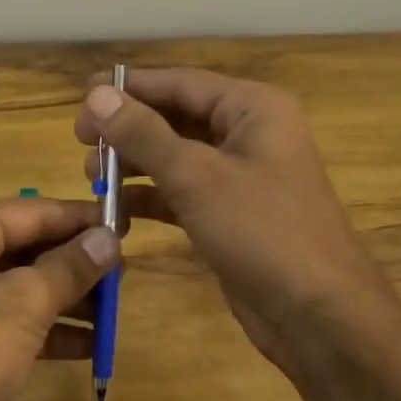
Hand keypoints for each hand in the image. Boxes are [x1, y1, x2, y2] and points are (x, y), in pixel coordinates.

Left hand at [0, 197, 118, 400]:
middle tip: (127, 268)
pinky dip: (49, 330)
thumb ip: (69, 267)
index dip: (80, 218)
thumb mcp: (23, 304)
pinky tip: (90, 345)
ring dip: (68, 297)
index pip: (32, 211)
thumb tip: (110, 236)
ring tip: (115, 305)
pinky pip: (13, 322)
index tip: (126, 223)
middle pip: (27, 246)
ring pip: (23, 285)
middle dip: (75, 261)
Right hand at [75, 68, 399, 374]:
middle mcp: (249, 132)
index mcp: (253, 107)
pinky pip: (183, 191)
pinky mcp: (231, 213)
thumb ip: (143, 133)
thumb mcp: (196, 176)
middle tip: (80, 140)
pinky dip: (151, 196)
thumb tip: (97, 93)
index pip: (180, 82)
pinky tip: (116, 208)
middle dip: (128, 128)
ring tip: (91, 175)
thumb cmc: (262, 231)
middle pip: (176, 116)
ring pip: (176, 155)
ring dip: (135, 163)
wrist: (320, 317)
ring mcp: (241, 175)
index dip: (129, 88)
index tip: (82, 96)